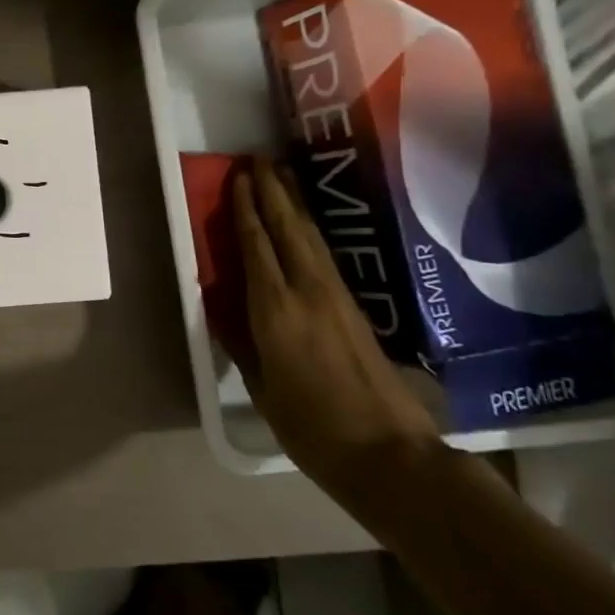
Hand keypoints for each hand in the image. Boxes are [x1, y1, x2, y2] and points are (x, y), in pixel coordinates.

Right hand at [232, 158, 439, 489]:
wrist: (390, 455)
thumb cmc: (312, 427)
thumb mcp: (262, 387)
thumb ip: (241, 342)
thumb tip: (224, 309)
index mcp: (276, 310)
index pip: (257, 246)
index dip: (245, 210)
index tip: (237, 178)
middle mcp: (308, 292)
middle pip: (289, 229)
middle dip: (273, 192)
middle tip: (259, 159)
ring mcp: (337, 298)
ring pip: (311, 238)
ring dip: (295, 204)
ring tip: (282, 176)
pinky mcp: (355, 310)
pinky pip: (324, 256)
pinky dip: (309, 231)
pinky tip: (305, 225)